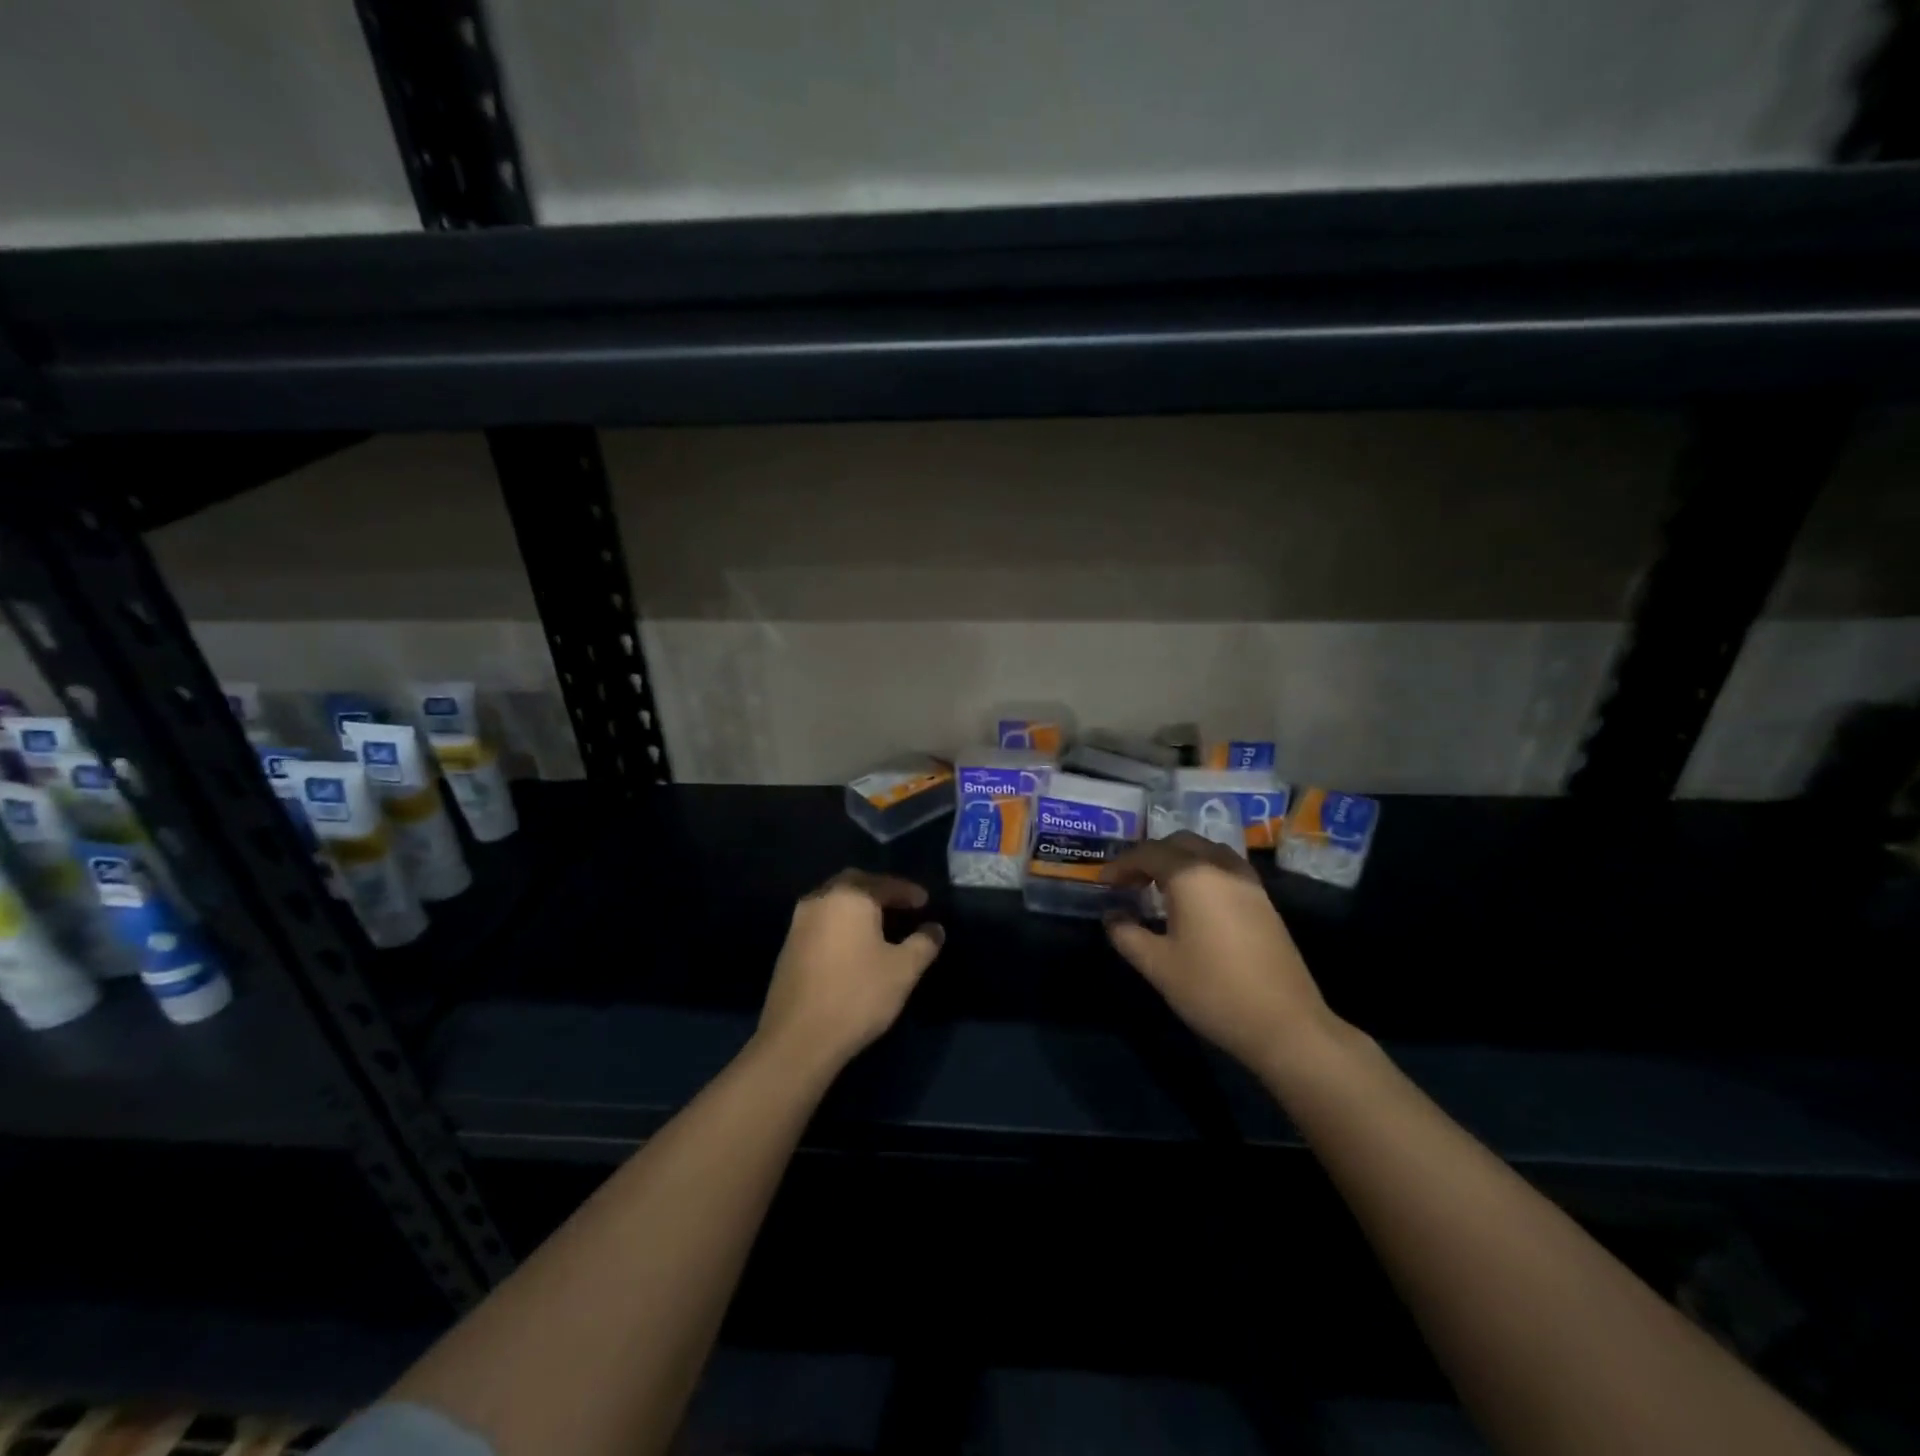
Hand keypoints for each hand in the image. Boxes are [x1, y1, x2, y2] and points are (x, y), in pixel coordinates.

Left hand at [757, 870, 944, 1073]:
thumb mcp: (903, 970)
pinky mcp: (788, 948)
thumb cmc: (857, 995)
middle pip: (854, 885)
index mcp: (849, 896)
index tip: (925, 903)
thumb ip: (923, 943)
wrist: (798, 1039)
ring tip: (880, 926)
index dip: (908, 892)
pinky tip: (854, 946)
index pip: (884, 884)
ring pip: (834, 903)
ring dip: (858, 908)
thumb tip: (934, 929)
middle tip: (901, 906)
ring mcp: (799, 924)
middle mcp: (820, 900)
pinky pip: (822, 923)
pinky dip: (841, 925)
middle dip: (879, 892)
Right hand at [1104, 832, 1338, 1073]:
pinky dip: (1202, 870)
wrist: (1285, 1024)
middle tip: (1130, 881)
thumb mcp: (1158, 965)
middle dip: (1150, 855)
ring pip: (1207, 851)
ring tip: (1160, 886)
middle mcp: (1222, 867)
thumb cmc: (1213, 990)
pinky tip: (1194, 901)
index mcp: (1192, 876)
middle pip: (1180, 843)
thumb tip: (1113, 916)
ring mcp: (1248, 882)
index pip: (1148, 853)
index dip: (1122, 864)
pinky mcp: (1264, 901)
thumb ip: (1127, 934)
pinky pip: (1226, 868)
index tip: (1104, 882)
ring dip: (1179, 859)